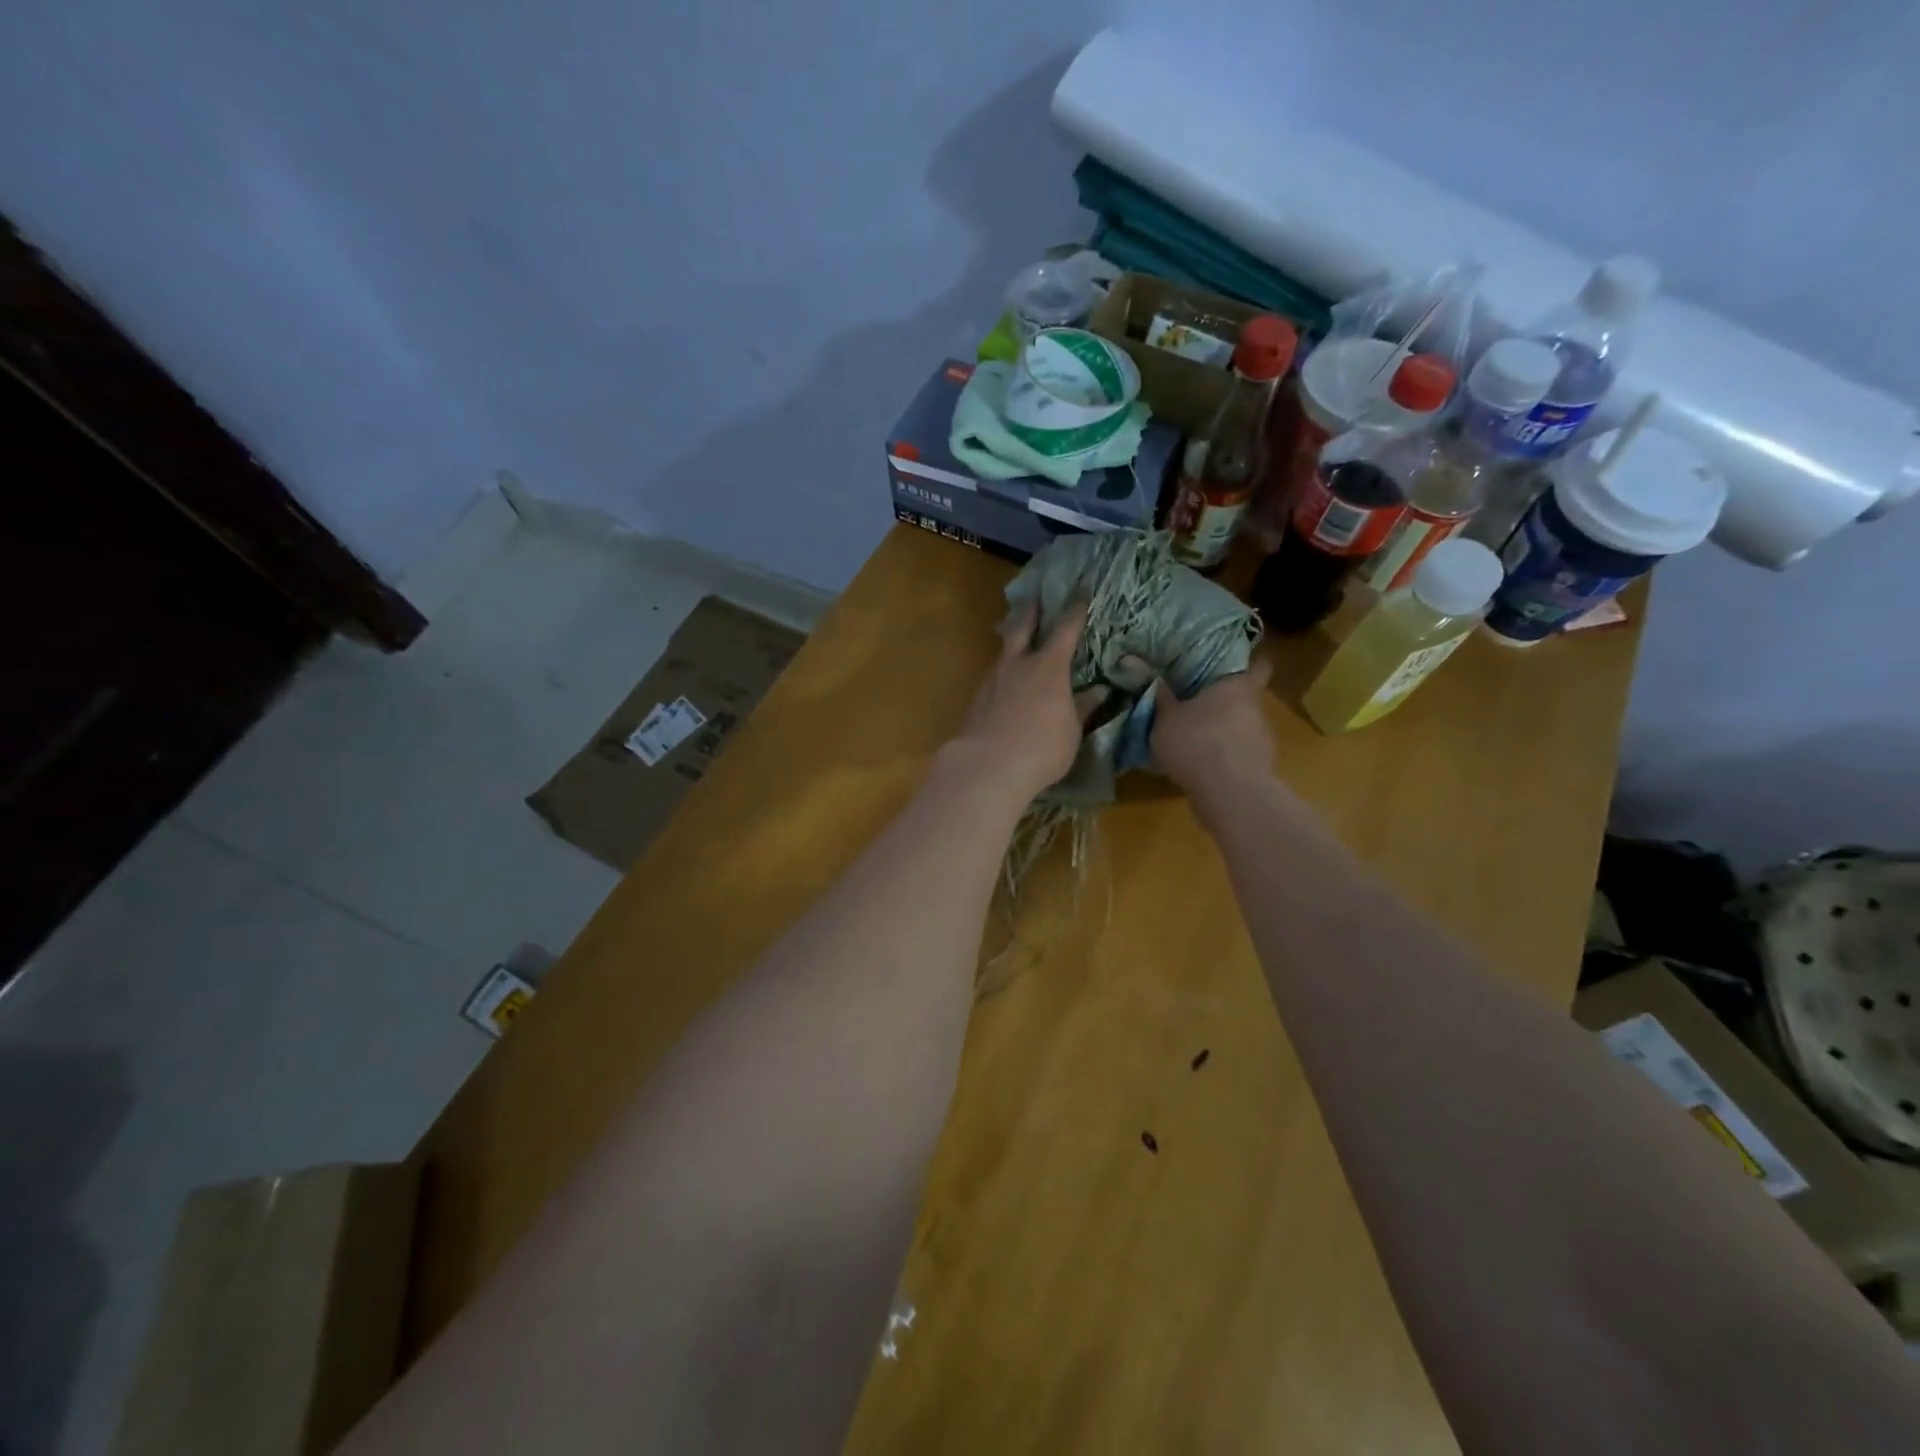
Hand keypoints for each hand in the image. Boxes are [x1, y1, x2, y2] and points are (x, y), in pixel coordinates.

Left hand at [948, 599, 1089, 800]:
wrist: (988, 765)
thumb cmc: (1042, 747)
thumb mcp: (1072, 730)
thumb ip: (1083, 707)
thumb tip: (1100, 690)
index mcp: (1049, 666)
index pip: (1066, 630)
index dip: (1075, 611)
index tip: (1081, 593)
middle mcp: (1018, 664)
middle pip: (1022, 627)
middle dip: (1031, 612)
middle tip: (1034, 599)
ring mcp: (993, 679)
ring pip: (1004, 651)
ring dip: (1012, 641)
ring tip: (1018, 640)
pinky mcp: (977, 698)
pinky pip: (994, 675)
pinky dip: (1003, 671)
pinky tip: (1006, 681)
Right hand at [1149, 655, 1274, 799]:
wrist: (1229, 793)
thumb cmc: (1197, 741)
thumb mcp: (1165, 716)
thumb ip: (1156, 693)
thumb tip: (1133, 659)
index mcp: (1237, 687)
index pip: (1259, 665)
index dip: (1251, 661)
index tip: (1238, 661)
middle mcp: (1255, 709)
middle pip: (1245, 698)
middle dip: (1224, 700)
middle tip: (1198, 702)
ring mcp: (1261, 741)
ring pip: (1242, 728)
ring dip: (1224, 731)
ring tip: (1196, 739)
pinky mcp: (1258, 769)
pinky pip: (1238, 755)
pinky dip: (1223, 757)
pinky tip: (1202, 767)